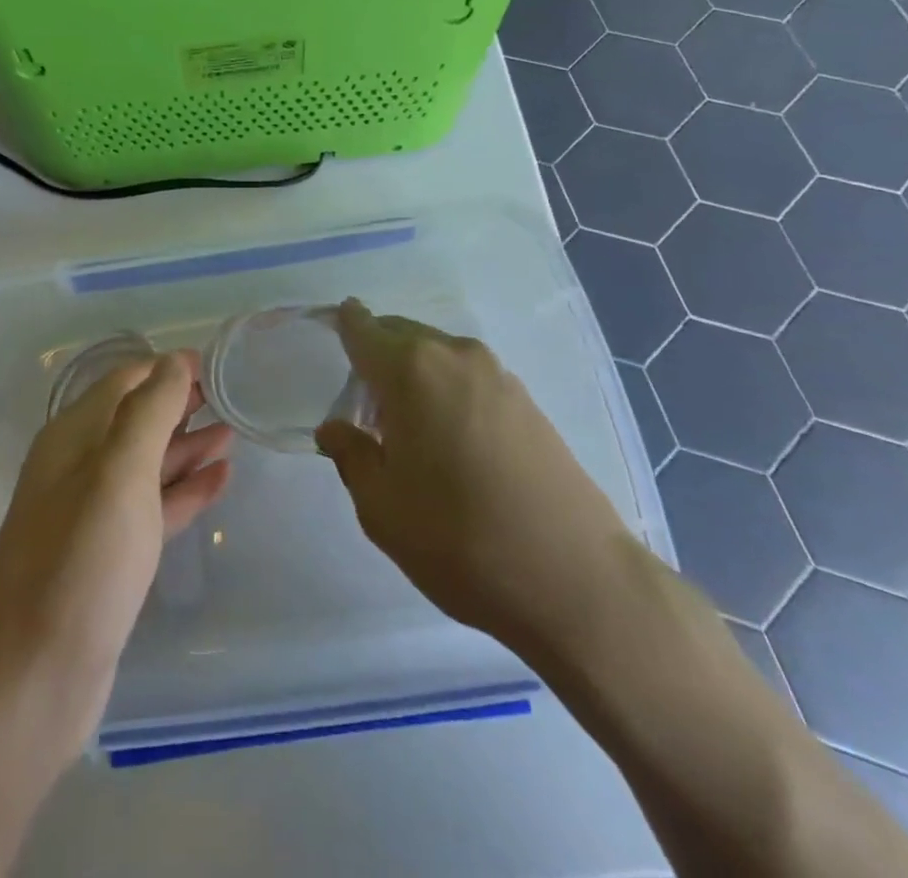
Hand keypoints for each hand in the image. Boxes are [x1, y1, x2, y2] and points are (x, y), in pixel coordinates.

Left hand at [0, 351, 232, 762]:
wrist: (32, 679)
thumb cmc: (80, 562)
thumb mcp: (119, 472)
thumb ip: (148, 412)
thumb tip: (174, 361)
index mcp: (73, 437)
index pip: (124, 382)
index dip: (166, 369)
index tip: (213, 364)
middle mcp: (79, 467)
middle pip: (135, 420)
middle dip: (179, 404)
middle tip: (228, 396)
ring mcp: (93, 514)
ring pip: (147, 464)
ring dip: (187, 446)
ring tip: (232, 433)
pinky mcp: (110, 557)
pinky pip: (153, 507)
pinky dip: (184, 490)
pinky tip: (219, 481)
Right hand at [315, 300, 637, 667]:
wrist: (577, 582)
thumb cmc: (460, 541)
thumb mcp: (381, 507)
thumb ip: (351, 455)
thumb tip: (335, 428)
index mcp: (410, 370)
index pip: (362, 329)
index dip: (343, 324)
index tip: (330, 329)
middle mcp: (454, 356)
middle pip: (401, 335)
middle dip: (376, 358)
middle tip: (363, 408)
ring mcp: (498, 375)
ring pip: (436, 355)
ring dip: (413, 376)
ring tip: (406, 431)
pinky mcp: (528, 401)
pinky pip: (468, 377)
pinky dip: (446, 391)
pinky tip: (450, 442)